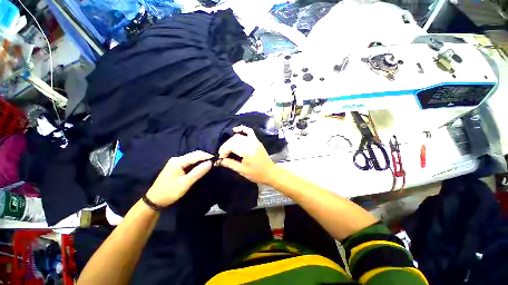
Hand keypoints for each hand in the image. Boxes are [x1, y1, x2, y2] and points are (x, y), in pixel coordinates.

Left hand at [146, 151, 212, 206]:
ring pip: (193, 158)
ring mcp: (176, 162)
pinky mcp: (177, 167)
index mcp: (178, 161)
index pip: (196, 155)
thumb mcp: (185, 183)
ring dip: (202, 160)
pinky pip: (190, 162)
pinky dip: (197, 164)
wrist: (154, 201)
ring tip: (211, 164)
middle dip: (205, 157)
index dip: (207, 156)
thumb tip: (210, 163)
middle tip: (215, 162)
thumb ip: (198, 172)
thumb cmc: (169, 192)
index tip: (217, 160)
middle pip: (195, 155)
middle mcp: (177, 159)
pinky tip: (202, 167)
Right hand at [218, 126, 279, 184]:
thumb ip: (229, 163)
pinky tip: (235, 130)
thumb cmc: (256, 173)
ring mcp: (255, 140)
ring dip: (231, 141)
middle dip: (226, 146)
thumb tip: (218, 161)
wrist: (270, 172)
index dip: (224, 150)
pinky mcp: (256, 140)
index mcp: (248, 151)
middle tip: (223, 155)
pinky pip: (248, 131)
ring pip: (239, 136)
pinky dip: (241, 129)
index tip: (221, 158)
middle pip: (234, 140)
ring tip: (228, 149)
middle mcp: (251, 143)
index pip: (231, 145)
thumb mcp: (241, 170)